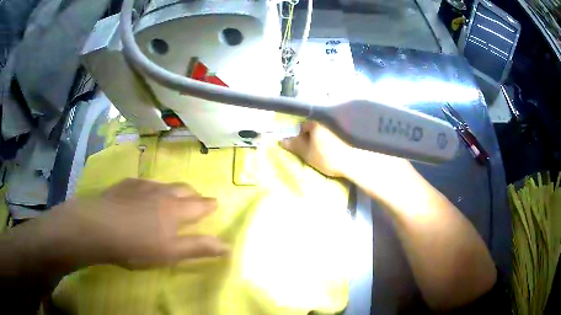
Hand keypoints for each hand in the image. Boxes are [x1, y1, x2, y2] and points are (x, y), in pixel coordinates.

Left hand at [49, 179, 227, 268]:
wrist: (99, 227)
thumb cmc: (137, 245)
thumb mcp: (170, 253)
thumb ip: (198, 247)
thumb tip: (227, 246)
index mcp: (175, 210)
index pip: (199, 205)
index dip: (209, 205)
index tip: (215, 203)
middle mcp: (162, 193)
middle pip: (183, 189)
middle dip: (194, 194)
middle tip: (196, 199)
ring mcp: (142, 186)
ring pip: (164, 184)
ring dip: (172, 190)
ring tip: (171, 196)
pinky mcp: (126, 184)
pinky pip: (144, 182)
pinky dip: (151, 187)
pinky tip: (143, 193)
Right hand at [280, 121, 352, 177]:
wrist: (350, 163)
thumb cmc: (326, 157)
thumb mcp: (306, 153)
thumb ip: (294, 146)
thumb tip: (280, 140)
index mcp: (315, 124)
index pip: (301, 126)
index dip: (297, 137)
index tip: (298, 148)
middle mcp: (325, 124)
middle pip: (311, 130)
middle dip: (307, 139)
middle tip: (306, 152)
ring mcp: (334, 130)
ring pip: (320, 135)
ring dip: (316, 142)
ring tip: (315, 154)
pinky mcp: (341, 138)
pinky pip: (327, 139)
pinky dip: (324, 144)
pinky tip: (325, 153)